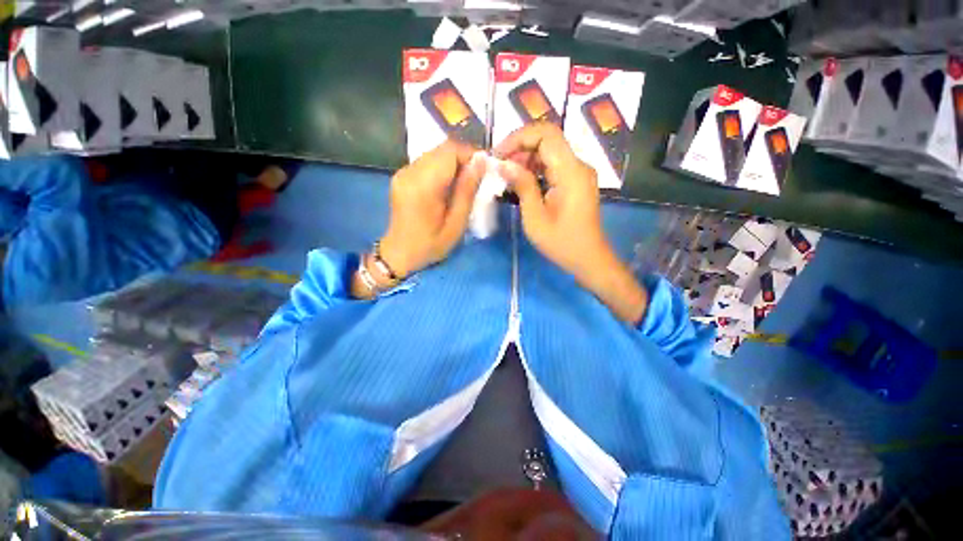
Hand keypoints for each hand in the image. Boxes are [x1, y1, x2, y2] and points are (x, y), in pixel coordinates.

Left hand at [379, 140, 485, 277]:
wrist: (400, 252)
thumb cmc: (431, 244)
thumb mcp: (456, 223)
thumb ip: (467, 191)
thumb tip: (481, 162)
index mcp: (424, 185)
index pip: (450, 151)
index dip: (471, 154)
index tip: (484, 169)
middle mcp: (410, 172)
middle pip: (442, 149)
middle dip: (464, 158)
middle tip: (476, 177)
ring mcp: (403, 172)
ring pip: (435, 153)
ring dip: (453, 163)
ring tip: (464, 182)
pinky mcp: (402, 175)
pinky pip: (427, 162)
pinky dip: (442, 168)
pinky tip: (447, 185)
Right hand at [494, 123, 606, 279]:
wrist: (588, 258)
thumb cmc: (561, 243)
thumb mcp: (535, 218)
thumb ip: (522, 186)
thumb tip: (504, 164)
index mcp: (571, 172)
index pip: (546, 134)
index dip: (518, 138)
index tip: (498, 155)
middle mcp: (578, 165)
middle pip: (548, 139)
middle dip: (520, 148)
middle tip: (499, 167)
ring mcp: (579, 173)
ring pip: (550, 151)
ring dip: (526, 158)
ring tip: (507, 176)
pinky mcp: (576, 181)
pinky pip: (554, 165)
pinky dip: (536, 168)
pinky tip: (522, 182)